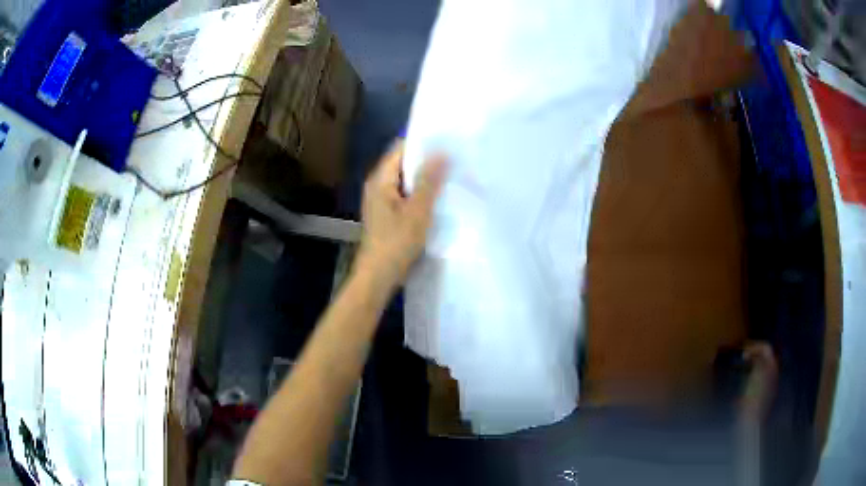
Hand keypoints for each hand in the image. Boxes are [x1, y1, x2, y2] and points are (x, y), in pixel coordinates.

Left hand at [355, 140, 447, 292]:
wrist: (378, 277)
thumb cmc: (396, 243)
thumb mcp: (417, 211)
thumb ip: (430, 181)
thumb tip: (442, 152)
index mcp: (380, 180)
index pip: (400, 149)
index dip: (422, 142)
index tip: (446, 140)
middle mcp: (378, 186)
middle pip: (403, 164)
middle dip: (427, 160)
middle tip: (454, 156)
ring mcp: (382, 201)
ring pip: (406, 182)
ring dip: (425, 178)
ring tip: (452, 173)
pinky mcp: (388, 215)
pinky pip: (406, 196)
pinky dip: (421, 194)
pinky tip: (439, 196)